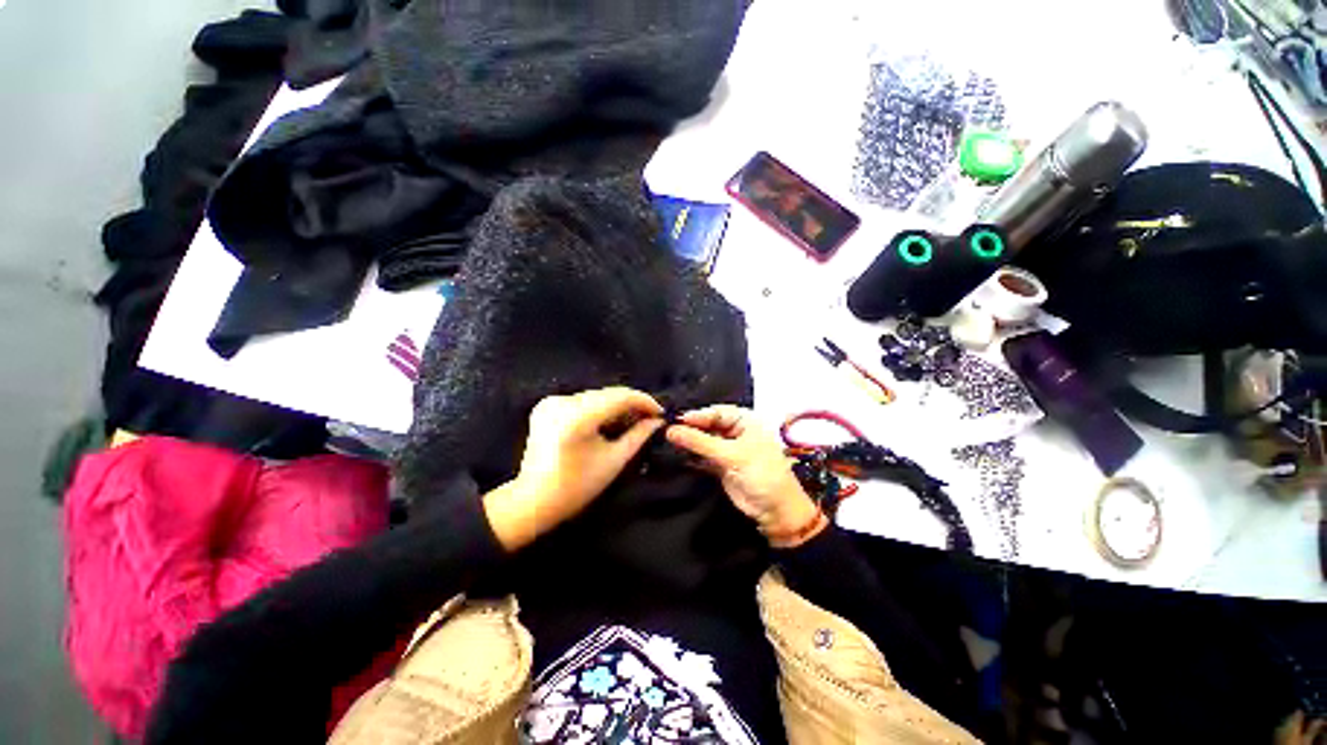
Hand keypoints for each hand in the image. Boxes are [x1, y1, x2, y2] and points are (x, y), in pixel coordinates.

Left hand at [484, 387, 663, 550]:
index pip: (620, 396)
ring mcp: (552, 401)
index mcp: (577, 417)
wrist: (533, 500)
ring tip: (633, 419)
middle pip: (608, 394)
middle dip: (632, 403)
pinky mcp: (546, 405)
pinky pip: (582, 400)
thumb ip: (638, 436)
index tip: (660, 412)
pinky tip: (609, 420)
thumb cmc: (576, 487)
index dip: (644, 401)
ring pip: (597, 396)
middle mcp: (563, 401)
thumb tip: (657, 421)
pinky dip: (599, 407)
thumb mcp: (614, 461)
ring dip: (617, 405)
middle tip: (650, 417)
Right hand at [666, 406, 824, 546]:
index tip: (674, 421)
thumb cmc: (761, 473)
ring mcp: (727, 449)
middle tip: (666, 432)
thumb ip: (700, 442)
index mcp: (745, 421)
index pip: (715, 412)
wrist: (775, 511)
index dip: (696, 416)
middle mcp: (735, 431)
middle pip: (707, 425)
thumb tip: (671, 430)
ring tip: (667, 443)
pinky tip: (677, 456)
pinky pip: (702, 456)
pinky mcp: (721, 465)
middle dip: (690, 429)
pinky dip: (692, 456)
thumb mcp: (732, 455)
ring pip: (703, 441)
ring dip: (689, 443)